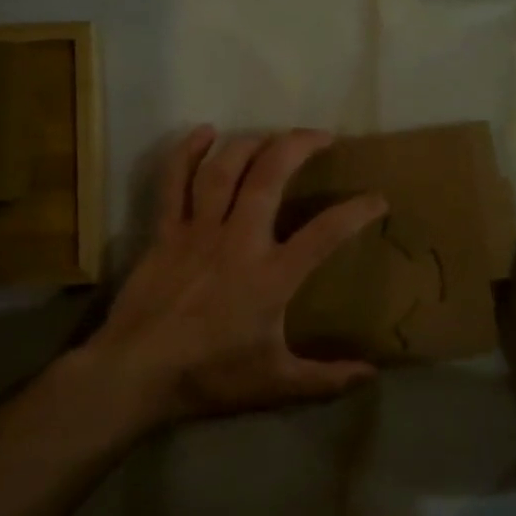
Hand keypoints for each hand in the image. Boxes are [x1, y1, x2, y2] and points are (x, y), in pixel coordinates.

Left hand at [86, 126, 388, 426]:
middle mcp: (238, 240)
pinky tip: (204, 132)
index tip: (378, 198)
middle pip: (270, 176)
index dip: (356, 212)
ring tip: (271, 136)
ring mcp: (199, 231)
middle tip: (321, 137)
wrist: (137, 371)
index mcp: (271, 275)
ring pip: (225, 169)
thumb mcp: (276, 384)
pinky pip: (175, 181)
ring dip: (251, 144)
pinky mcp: (166, 232)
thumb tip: (371, 375)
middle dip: (299, 147)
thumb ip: (326, 379)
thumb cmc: (210, 376)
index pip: (325, 233)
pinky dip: (188, 152)